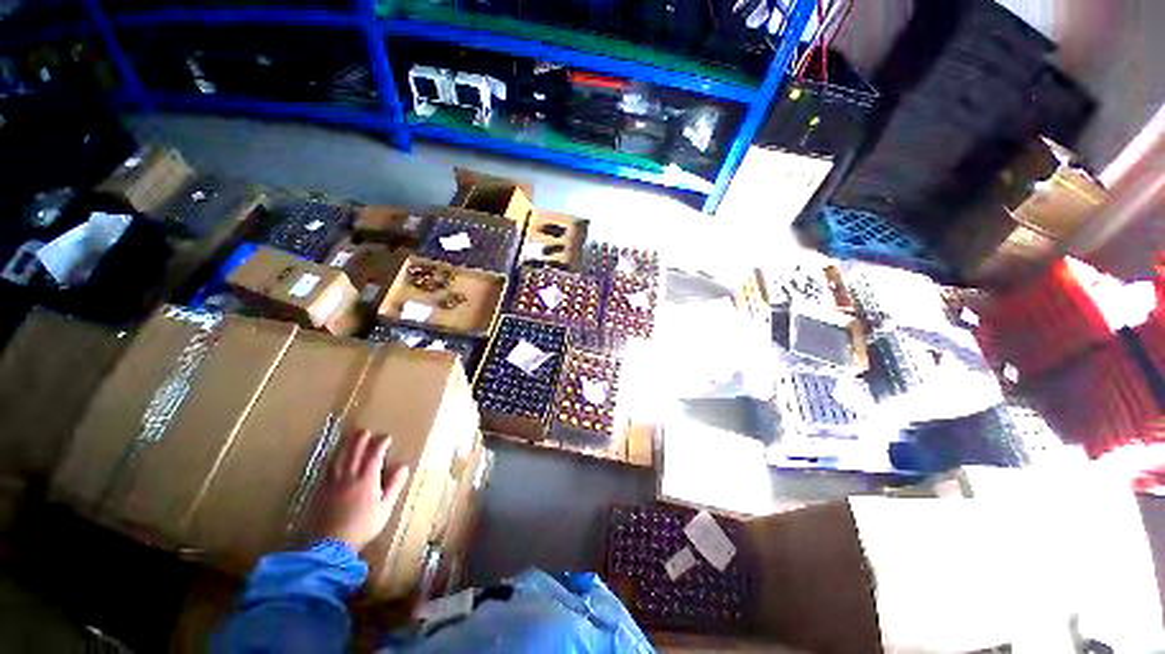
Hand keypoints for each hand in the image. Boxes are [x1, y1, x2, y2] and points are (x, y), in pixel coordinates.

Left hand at [312, 430, 409, 550]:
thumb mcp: (385, 507)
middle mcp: (349, 476)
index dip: (381, 443)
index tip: (386, 437)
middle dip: (361, 440)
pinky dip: (333, 460)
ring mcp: (333, 483)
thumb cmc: (364, 526)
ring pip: (339, 458)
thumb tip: (403, 466)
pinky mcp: (322, 491)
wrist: (332, 544)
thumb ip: (394, 485)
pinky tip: (334, 459)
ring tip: (349, 438)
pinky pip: (328, 470)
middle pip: (354, 452)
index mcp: (367, 479)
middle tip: (365, 431)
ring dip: (345, 446)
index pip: (374, 454)